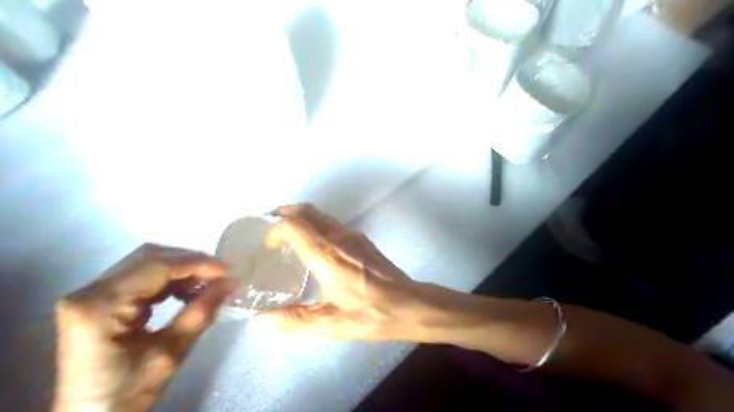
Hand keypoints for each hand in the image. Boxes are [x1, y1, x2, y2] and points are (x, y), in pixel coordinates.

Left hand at [53, 242, 238, 411]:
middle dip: (190, 262)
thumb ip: (201, 312)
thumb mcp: (170, 353)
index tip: (228, 270)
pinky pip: (141, 276)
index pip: (157, 267)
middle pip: (149, 257)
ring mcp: (92, 294)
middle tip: (220, 275)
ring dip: (182, 269)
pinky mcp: (99, 300)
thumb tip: (231, 283)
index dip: (197, 264)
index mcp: (100, 306)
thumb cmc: (126, 393)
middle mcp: (90, 292)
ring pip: (147, 263)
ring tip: (207, 284)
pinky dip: (170, 280)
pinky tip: (187, 292)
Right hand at [254, 203, 420, 340]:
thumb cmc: (370, 314)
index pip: (293, 225)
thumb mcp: (329, 324)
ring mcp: (354, 235)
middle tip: (271, 229)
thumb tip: (260, 320)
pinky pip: (333, 224)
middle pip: (307, 210)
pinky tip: (315, 248)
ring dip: (302, 219)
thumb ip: (293, 320)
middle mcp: (339, 237)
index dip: (275, 230)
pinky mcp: (363, 240)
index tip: (267, 247)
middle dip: (285, 214)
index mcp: (327, 254)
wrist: (410, 304)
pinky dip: (316, 226)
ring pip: (321, 215)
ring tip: (289, 237)